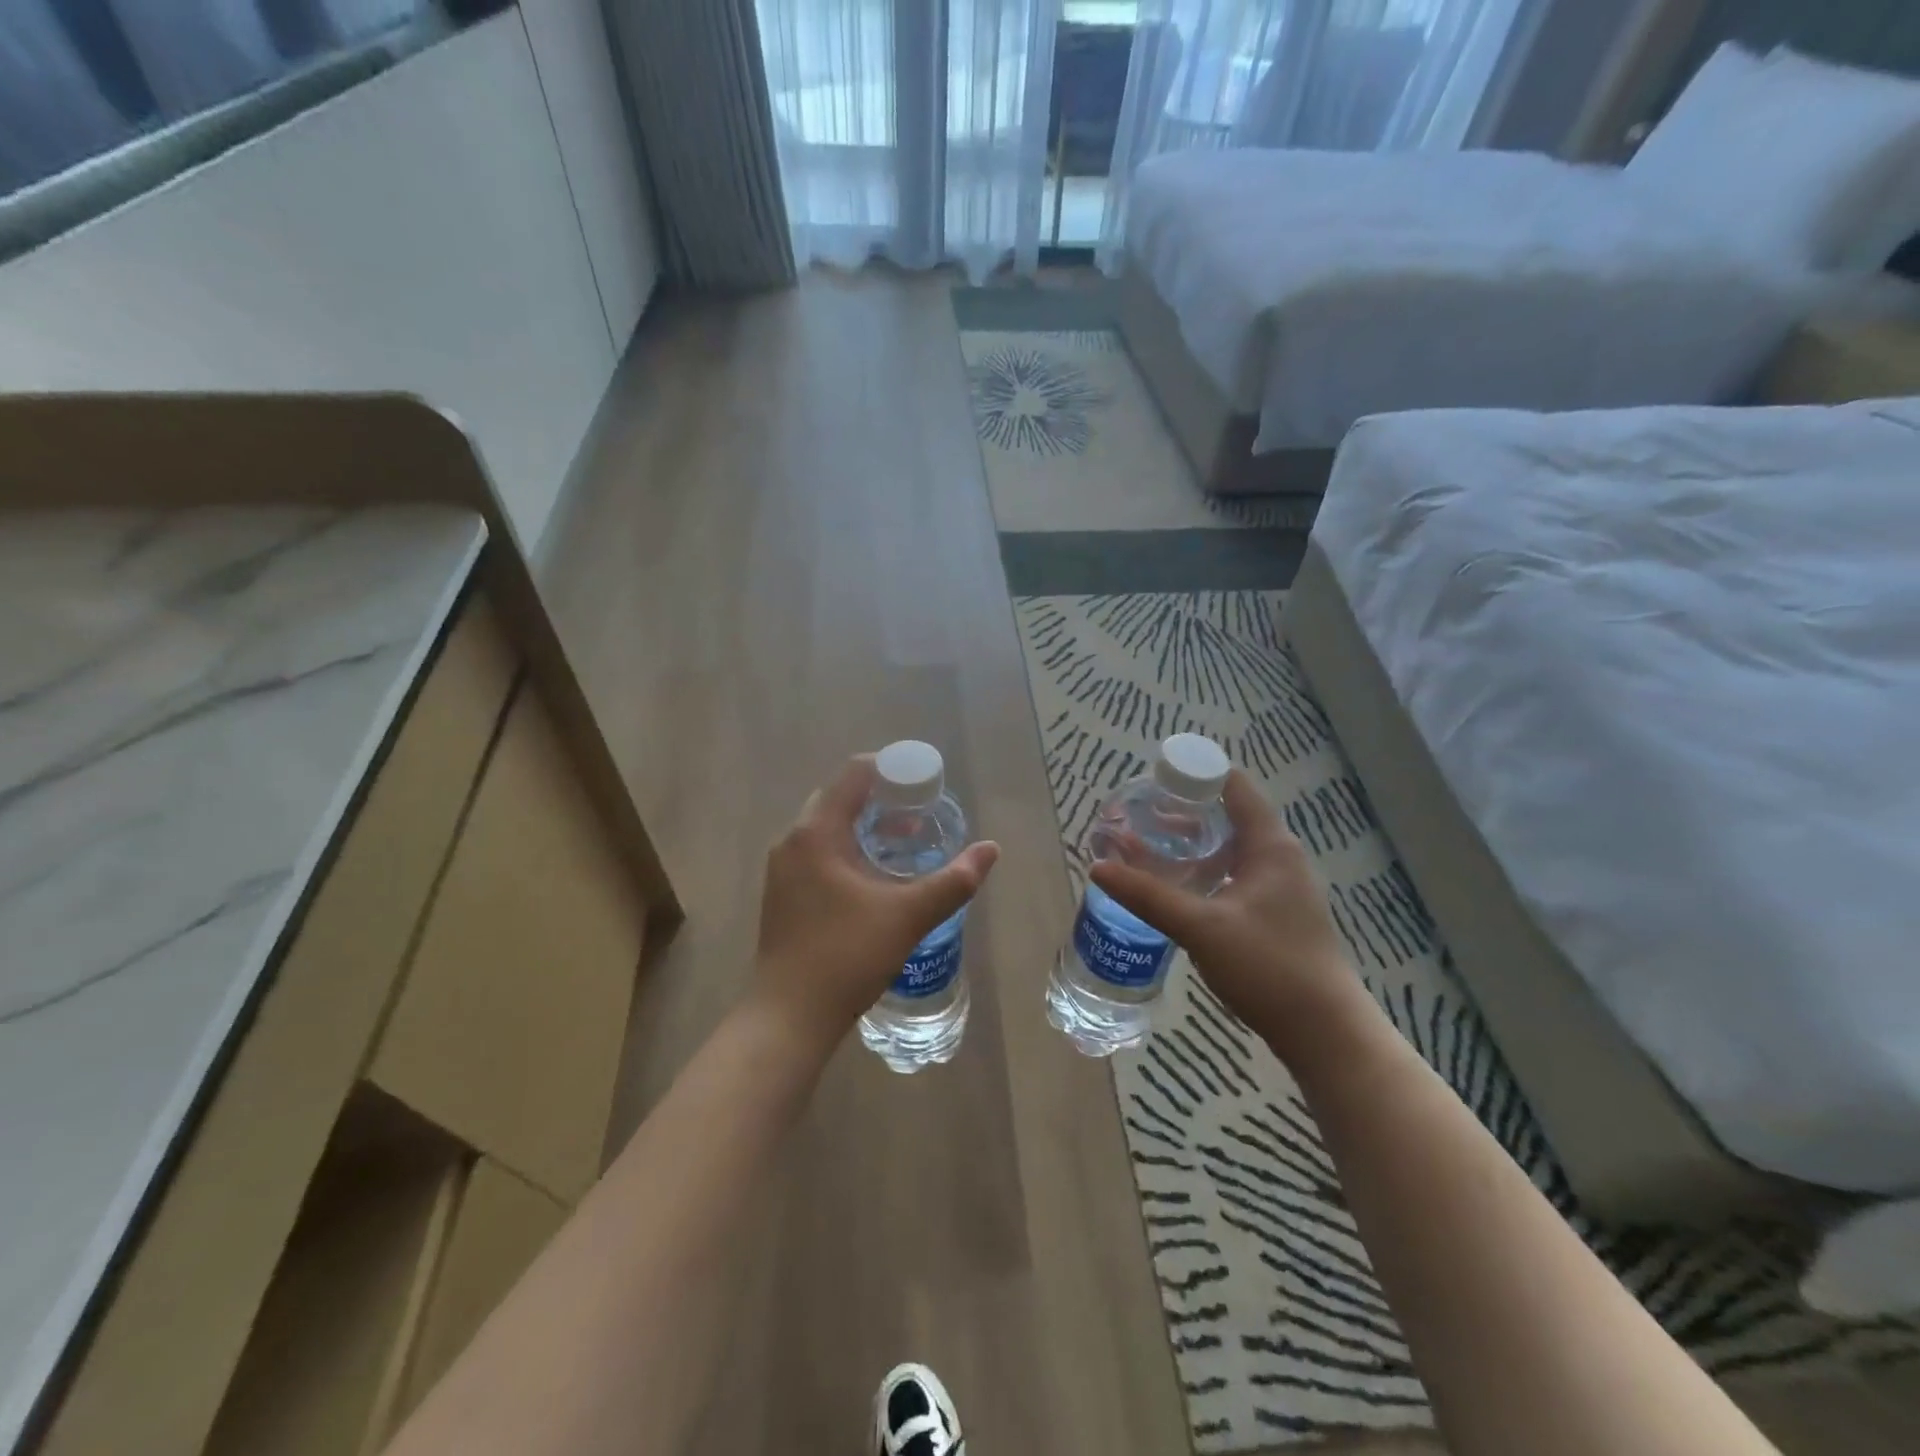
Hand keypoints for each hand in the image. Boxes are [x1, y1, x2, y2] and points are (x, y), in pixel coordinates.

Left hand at [753, 756, 999, 1052]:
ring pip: (828, 828)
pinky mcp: (784, 895)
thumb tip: (991, 849)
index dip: (891, 769)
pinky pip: (819, 853)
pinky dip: (849, 849)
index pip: (853, 774)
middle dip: (882, 799)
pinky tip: (876, 876)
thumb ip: (954, 880)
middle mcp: (793, 842)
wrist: (789, 1018)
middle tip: (920, 812)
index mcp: (816, 832)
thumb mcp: (908, 915)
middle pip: (839, 798)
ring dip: (866, 826)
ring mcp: (783, 870)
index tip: (925, 782)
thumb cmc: (846, 956)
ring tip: (906, 840)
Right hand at [1090, 769, 1366, 1050]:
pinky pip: (1232, 873)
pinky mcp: (1274, 911)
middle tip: (1137, 816)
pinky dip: (1202, 869)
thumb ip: (1148, 895)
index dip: (1192, 774)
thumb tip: (1097, 868)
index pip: (1232, 785)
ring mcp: (1279, 885)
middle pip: (1227, 813)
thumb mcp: (1201, 928)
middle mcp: (1278, 856)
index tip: (1150, 781)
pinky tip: (1175, 886)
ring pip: (1228, 846)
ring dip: (1190, 842)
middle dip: (1181, 811)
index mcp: (1269, 845)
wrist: (1325, 1032)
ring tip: (1146, 846)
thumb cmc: (1269, 967)